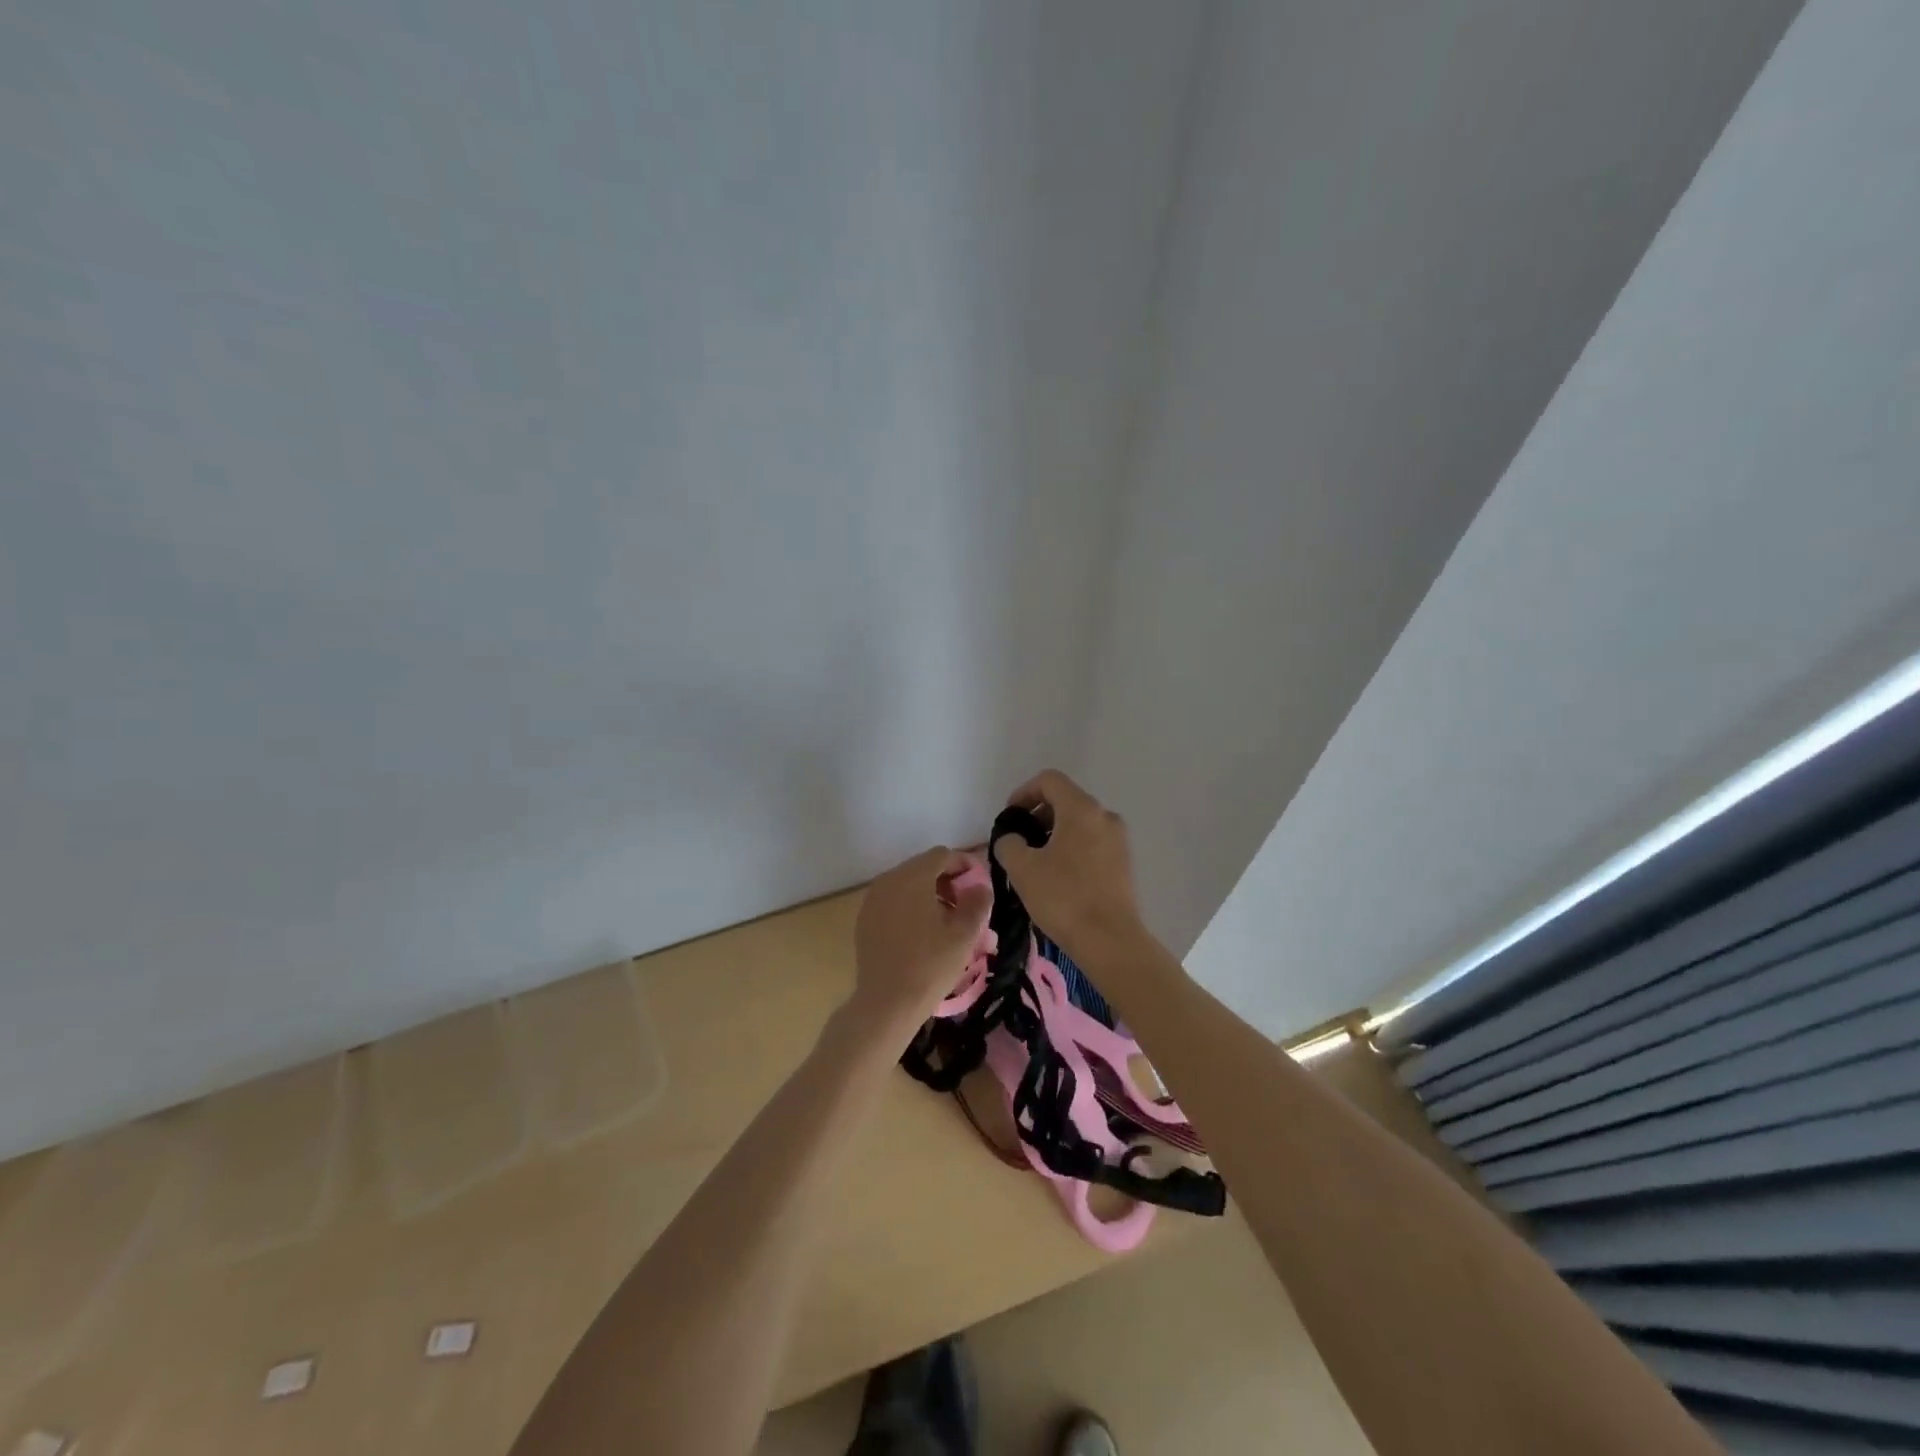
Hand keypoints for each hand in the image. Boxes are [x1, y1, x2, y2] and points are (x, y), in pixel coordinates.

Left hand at [850, 846, 992, 1040]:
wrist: (886, 1003)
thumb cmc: (930, 965)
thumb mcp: (964, 934)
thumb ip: (977, 902)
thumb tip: (980, 887)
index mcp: (913, 877)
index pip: (942, 855)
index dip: (964, 865)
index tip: (980, 885)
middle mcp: (888, 880)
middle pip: (923, 866)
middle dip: (947, 880)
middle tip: (965, 905)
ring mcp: (872, 899)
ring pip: (907, 883)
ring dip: (929, 893)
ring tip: (946, 920)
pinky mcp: (865, 918)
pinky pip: (893, 900)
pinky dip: (910, 906)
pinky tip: (921, 932)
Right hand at [993, 770, 1145, 961]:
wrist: (1110, 940)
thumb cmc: (1063, 898)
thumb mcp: (1022, 868)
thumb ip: (1008, 843)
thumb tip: (1012, 839)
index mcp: (1081, 809)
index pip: (1049, 780)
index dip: (1023, 793)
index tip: (1009, 818)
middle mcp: (1105, 816)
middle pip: (1066, 799)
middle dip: (1038, 815)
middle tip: (1019, 841)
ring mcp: (1119, 839)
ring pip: (1080, 822)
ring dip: (1054, 833)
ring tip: (1036, 862)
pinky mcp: (1124, 863)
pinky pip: (1092, 842)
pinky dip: (1072, 847)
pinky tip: (1058, 877)